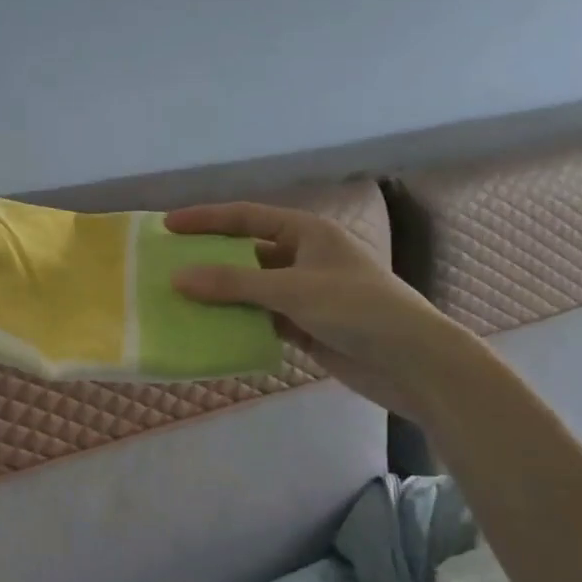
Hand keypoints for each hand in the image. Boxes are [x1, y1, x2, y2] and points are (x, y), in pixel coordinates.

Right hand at [165, 201, 476, 425]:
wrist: (414, 363)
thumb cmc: (358, 309)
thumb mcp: (292, 290)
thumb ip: (233, 283)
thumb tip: (177, 277)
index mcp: (307, 233)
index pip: (246, 217)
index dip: (205, 219)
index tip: (167, 225)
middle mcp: (304, 257)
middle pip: (246, 252)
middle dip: (209, 259)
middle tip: (167, 265)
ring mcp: (304, 293)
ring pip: (250, 288)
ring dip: (220, 294)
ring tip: (179, 299)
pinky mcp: (305, 326)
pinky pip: (260, 318)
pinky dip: (237, 322)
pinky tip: (208, 329)